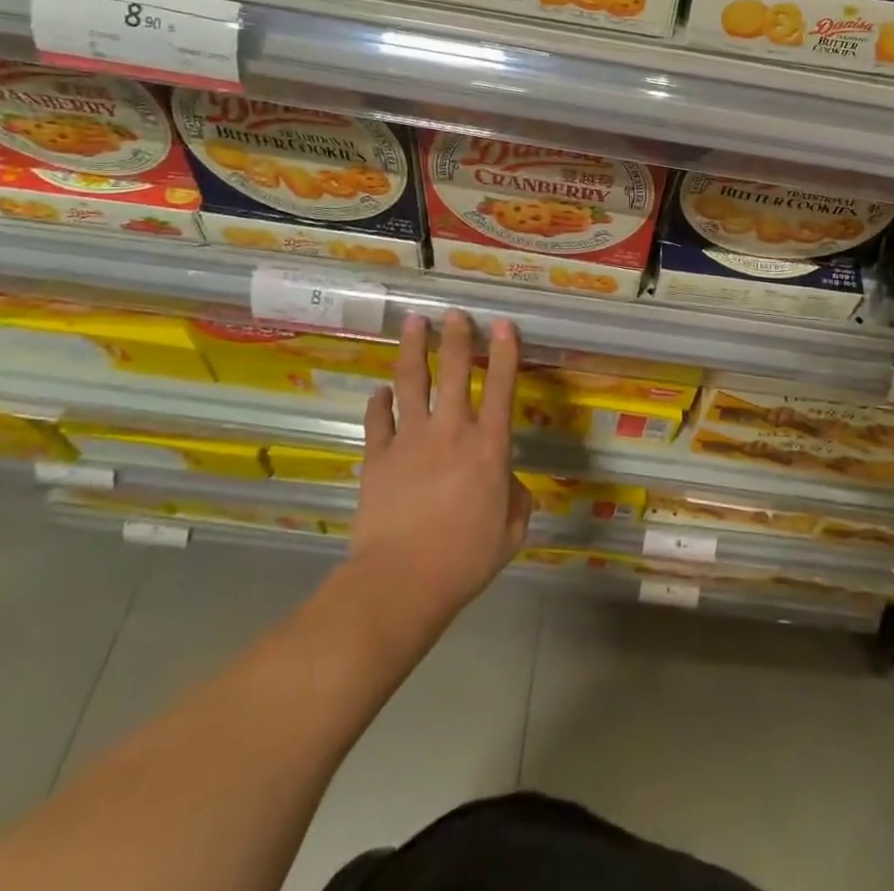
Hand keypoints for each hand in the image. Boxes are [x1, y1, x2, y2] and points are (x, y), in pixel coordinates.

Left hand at [350, 310, 532, 630]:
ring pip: (413, 381)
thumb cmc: (464, 559)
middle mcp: (451, 431)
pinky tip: (380, 390)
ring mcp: (410, 440)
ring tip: (413, 322)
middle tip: (454, 313)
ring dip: (414, 349)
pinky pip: (377, 419)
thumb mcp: (511, 532)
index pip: (502, 387)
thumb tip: (509, 484)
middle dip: (457, 337)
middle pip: (455, 371)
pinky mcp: (378, 457)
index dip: (505, 352)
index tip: (503, 324)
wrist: (400, 581)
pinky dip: (379, 401)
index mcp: (488, 446)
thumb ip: (516, 500)